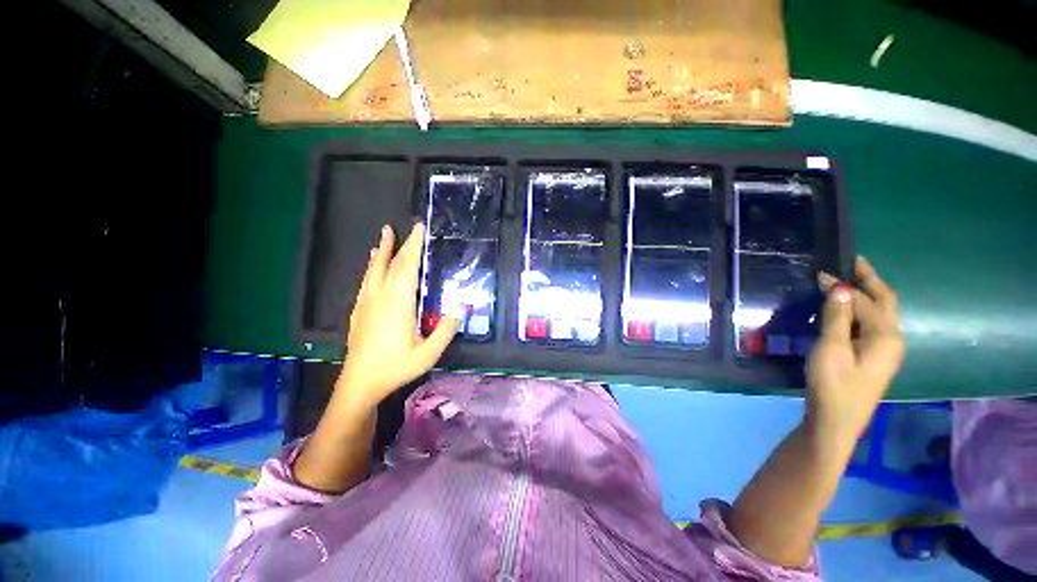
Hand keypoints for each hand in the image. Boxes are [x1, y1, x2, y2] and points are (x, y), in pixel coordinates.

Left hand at [336, 223, 459, 408]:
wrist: (360, 383)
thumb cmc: (396, 367)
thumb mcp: (429, 352)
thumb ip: (446, 329)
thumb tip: (462, 306)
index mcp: (399, 303)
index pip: (407, 266)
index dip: (413, 246)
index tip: (418, 228)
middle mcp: (381, 296)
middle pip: (391, 264)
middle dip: (399, 244)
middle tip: (404, 227)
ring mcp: (367, 303)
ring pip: (374, 270)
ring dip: (381, 251)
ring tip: (384, 236)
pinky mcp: (359, 310)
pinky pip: (366, 282)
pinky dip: (371, 268)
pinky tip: (372, 266)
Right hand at [806, 257, 904, 443]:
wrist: (835, 421)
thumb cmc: (833, 384)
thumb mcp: (831, 349)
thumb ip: (837, 318)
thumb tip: (842, 288)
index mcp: (885, 336)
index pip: (866, 301)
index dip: (845, 286)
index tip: (821, 274)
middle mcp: (892, 339)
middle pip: (886, 302)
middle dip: (871, 281)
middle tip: (853, 263)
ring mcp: (885, 351)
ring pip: (881, 314)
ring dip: (868, 296)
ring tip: (849, 283)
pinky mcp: (874, 358)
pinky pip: (873, 326)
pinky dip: (863, 312)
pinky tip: (849, 312)